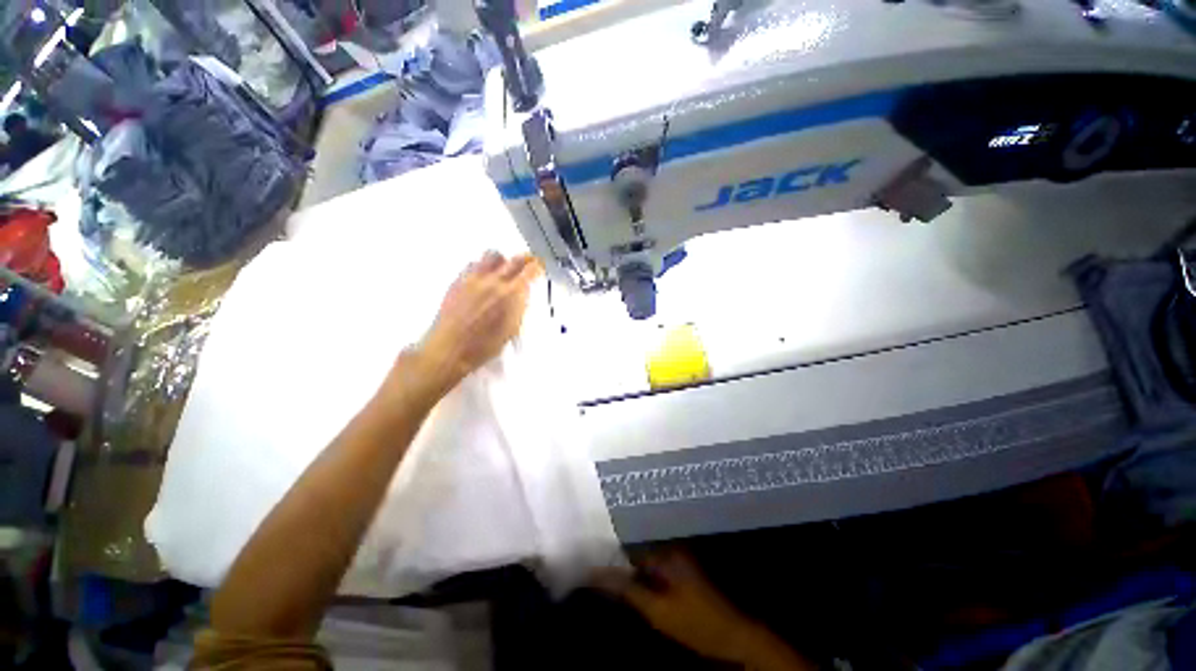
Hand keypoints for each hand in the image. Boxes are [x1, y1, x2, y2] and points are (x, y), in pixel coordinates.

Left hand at [411, 251, 541, 394]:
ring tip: (503, 269)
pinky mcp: (459, 280)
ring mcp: (474, 278)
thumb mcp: (511, 329)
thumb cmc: (482, 346)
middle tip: (528, 262)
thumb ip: (519, 307)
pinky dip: (482, 267)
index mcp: (511, 294)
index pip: (530, 270)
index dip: (538, 267)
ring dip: (502, 260)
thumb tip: (522, 295)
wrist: (450, 349)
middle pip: (514, 259)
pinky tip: (483, 278)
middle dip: (525, 259)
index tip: (539, 267)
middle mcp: (494, 281)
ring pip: (492, 255)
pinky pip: (473, 264)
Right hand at [595, 551, 813, 670]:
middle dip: (618, 562)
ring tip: (608, 577)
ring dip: (629, 570)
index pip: (628, 547)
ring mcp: (678, 559)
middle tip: (596, 571)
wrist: (734, 636)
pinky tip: (632, 586)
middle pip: (636, 552)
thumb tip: (595, 573)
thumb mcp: (657, 610)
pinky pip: (655, 568)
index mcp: (664, 551)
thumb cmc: (695, 622)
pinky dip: (643, 576)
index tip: (590, 562)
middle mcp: (671, 548)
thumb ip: (626, 590)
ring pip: (645, 561)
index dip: (609, 557)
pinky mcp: (682, 571)